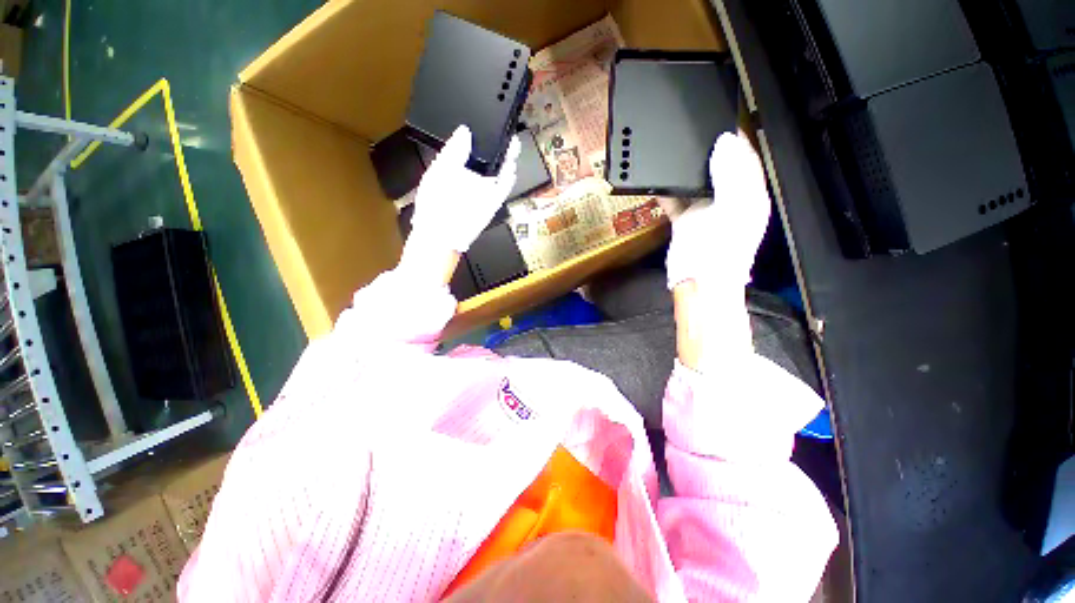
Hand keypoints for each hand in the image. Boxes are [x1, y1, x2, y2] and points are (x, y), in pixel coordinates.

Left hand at [407, 125, 521, 254]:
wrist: (441, 235)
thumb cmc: (433, 206)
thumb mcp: (438, 172)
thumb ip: (451, 152)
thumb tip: (464, 131)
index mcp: (454, 168)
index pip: (469, 147)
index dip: (477, 134)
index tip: (483, 121)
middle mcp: (471, 178)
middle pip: (487, 157)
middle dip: (495, 144)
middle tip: (502, 128)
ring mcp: (484, 190)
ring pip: (499, 170)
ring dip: (506, 156)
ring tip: (511, 141)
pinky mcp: (493, 201)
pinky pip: (504, 187)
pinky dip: (510, 175)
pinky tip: (511, 163)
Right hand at [664, 132, 770, 291]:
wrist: (699, 279)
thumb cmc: (722, 248)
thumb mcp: (735, 207)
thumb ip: (732, 174)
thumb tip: (723, 142)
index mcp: (750, 196)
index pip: (747, 160)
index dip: (737, 141)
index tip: (721, 123)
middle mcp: (729, 200)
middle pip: (721, 168)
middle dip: (710, 151)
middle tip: (694, 133)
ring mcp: (706, 211)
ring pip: (697, 183)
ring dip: (686, 170)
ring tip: (675, 152)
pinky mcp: (685, 220)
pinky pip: (676, 200)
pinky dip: (667, 191)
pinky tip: (657, 181)